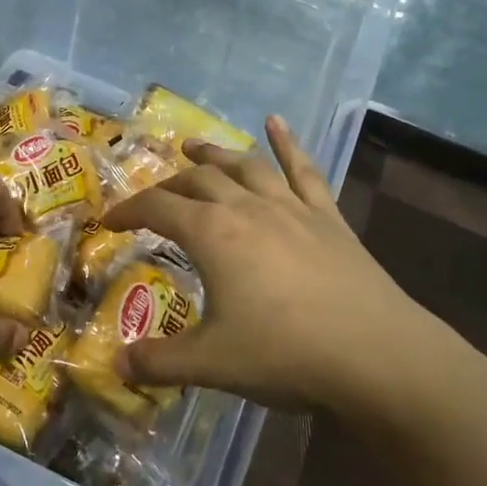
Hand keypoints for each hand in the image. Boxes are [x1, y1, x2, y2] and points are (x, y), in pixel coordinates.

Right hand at [102, 116, 486, 448]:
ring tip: (194, 147)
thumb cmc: (286, 354)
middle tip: (153, 198)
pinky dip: (288, 143)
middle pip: (197, 180)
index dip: (128, 211)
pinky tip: (277, 122)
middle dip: (168, 185)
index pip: (157, 208)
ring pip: (244, 166)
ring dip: (214, 153)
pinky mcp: (327, 217)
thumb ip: (158, 362)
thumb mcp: (211, 364)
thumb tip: (116, 364)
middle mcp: (246, 207)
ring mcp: (291, 207)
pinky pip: (303, 170)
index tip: (109, 222)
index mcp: (211, 233)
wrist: (377, 356)